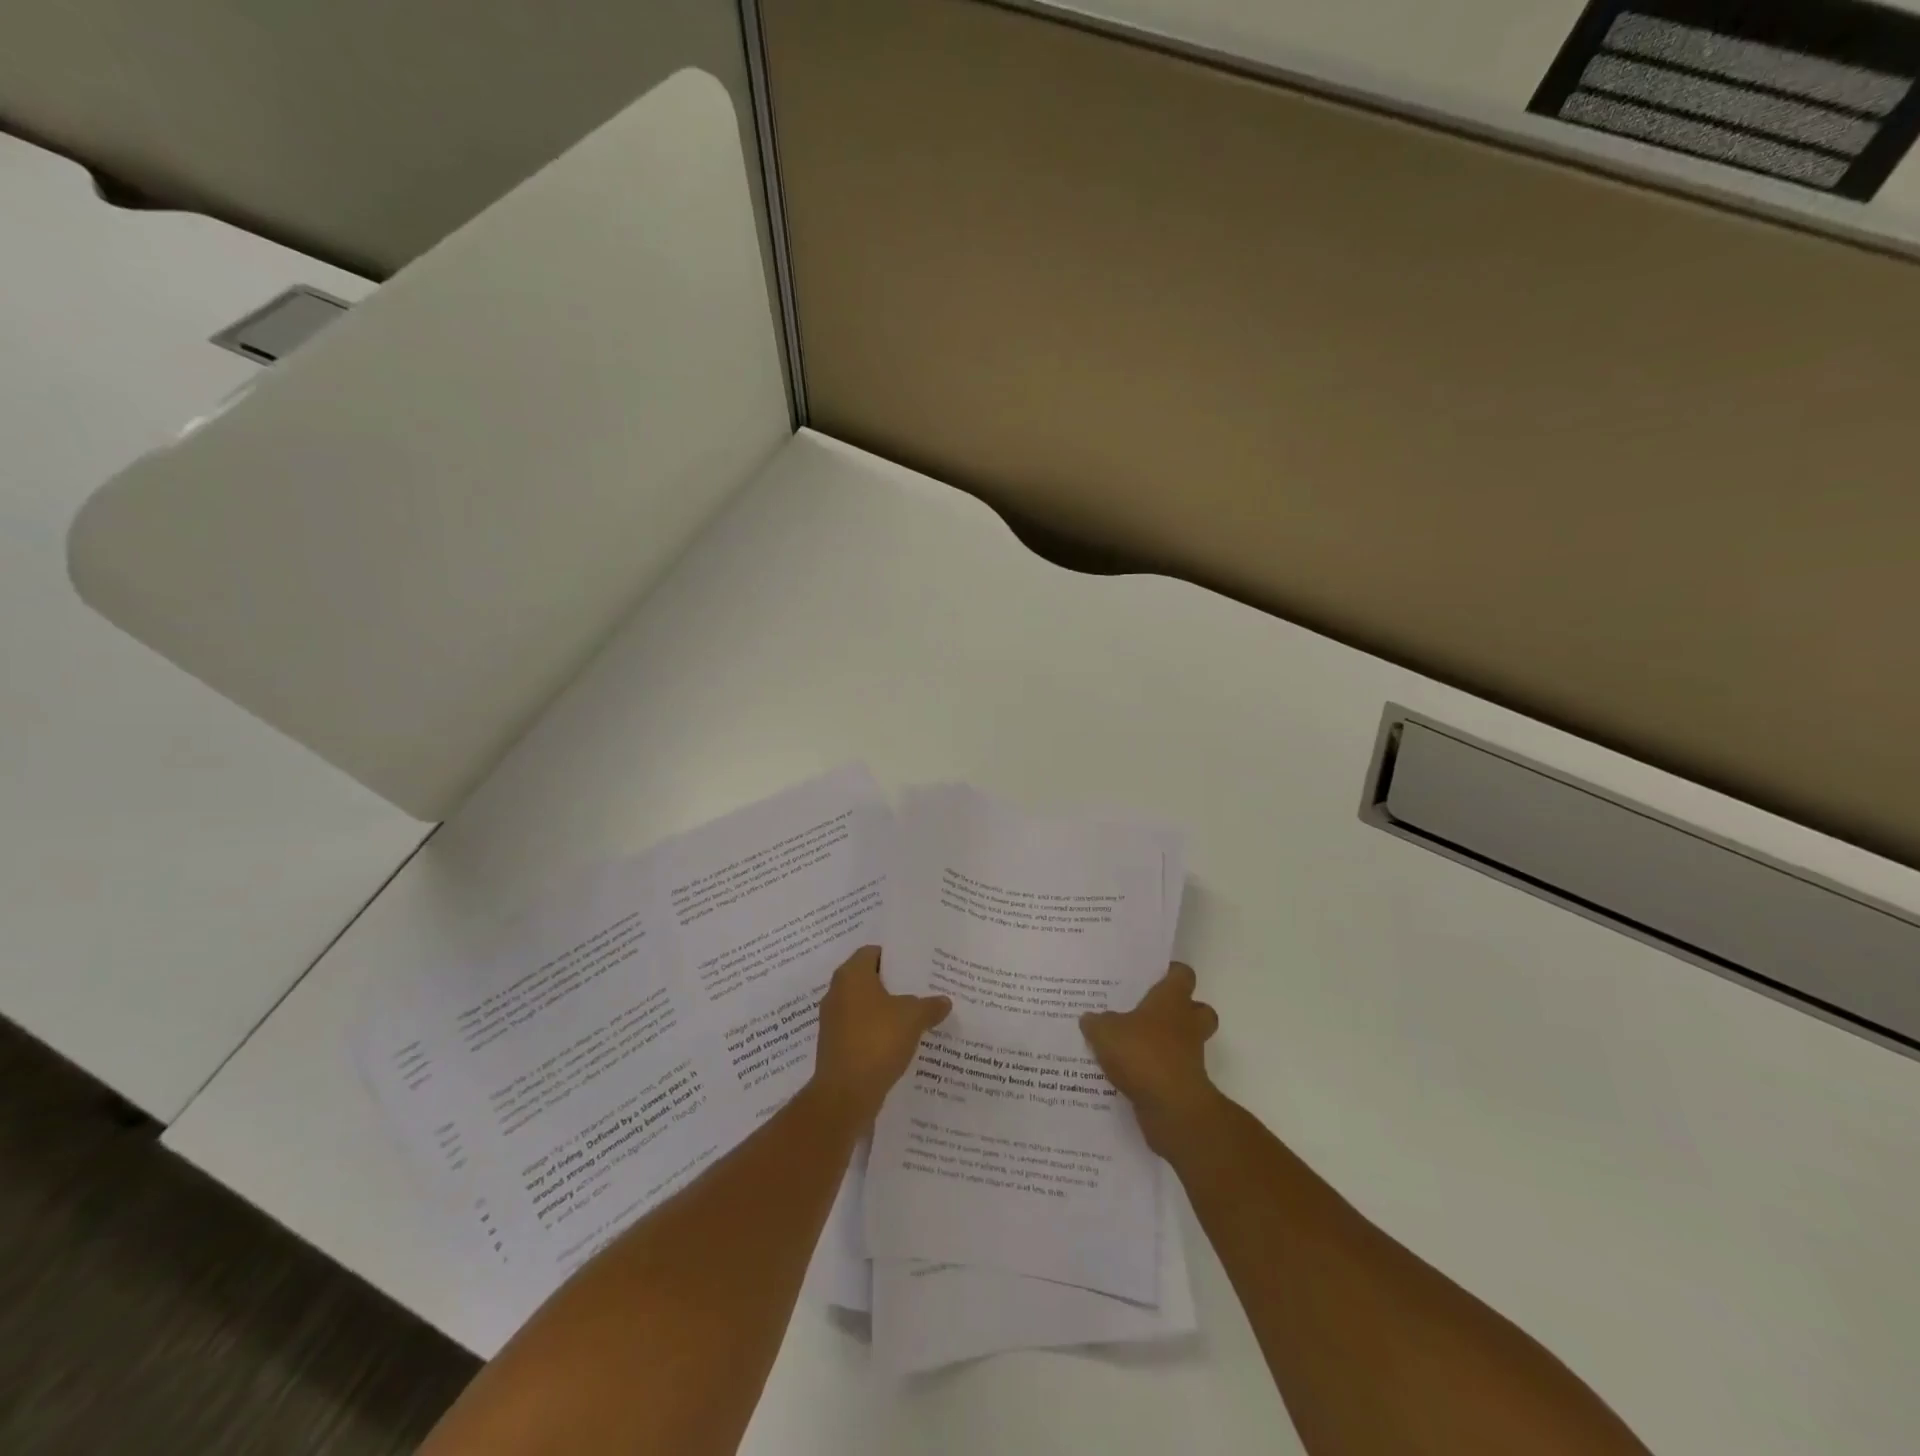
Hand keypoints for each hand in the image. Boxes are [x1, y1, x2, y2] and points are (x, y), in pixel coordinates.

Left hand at [810, 946, 950, 1122]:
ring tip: (916, 1016)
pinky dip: (878, 1032)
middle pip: (869, 979)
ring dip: (887, 1011)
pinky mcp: (835, 1046)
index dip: (895, 957)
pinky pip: (861, 1030)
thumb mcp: (913, 1018)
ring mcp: (834, 1021)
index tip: (918, 965)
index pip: (873, 952)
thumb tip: (944, 1001)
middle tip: (923, 988)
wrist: (845, 1094)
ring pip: (865, 1007)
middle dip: (894, 985)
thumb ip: (930, 1005)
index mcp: (851, 975)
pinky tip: (901, 1042)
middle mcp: (837, 993)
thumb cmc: (877, 1041)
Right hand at [1082, 962, 1220, 1154]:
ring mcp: (1191, 1055)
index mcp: (1172, 1000)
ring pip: (1187, 1041)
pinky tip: (1131, 1073)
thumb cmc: (1142, 1054)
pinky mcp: (1186, 1083)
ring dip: (1168, 1042)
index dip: (1171, 972)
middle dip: (1181, 1010)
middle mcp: (1187, 1023)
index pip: (1182, 974)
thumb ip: (1096, 1022)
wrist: (1172, 1108)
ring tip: (1135, 1044)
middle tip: (1151, 1011)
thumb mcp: (1105, 1032)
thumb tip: (1089, 1018)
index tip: (1154, 974)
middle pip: (1198, 1008)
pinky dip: (1158, 1070)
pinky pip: (1173, 1069)